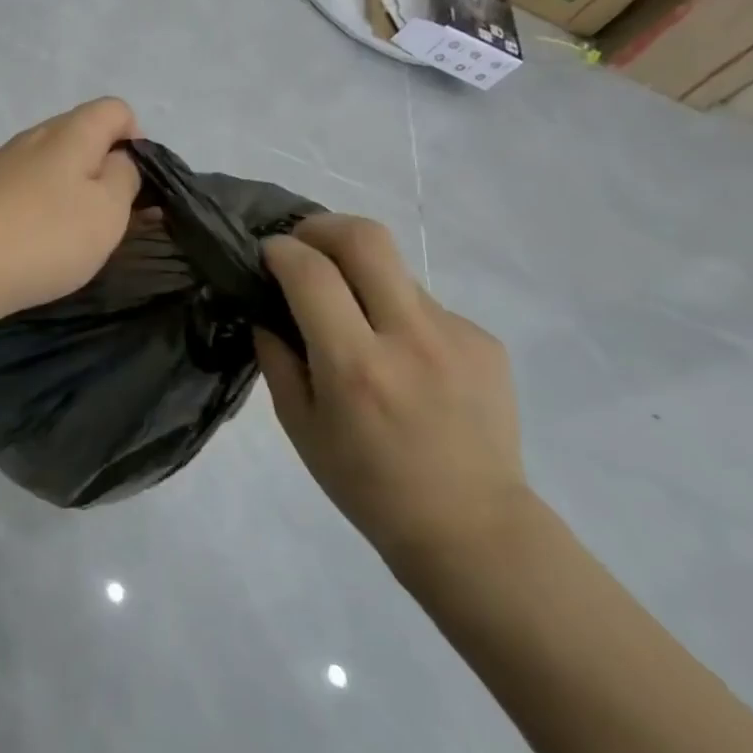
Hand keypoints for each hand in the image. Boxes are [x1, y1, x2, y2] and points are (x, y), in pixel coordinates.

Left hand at [0, 97, 141, 328]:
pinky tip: (38, 248)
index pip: (116, 110)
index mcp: (70, 132)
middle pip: (84, 138)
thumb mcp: (107, 211)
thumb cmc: (40, 237)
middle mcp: (34, 138)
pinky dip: (42, 213)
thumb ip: (124, 178)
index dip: (137, 141)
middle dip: (106, 174)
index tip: (137, 188)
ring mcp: (3, 165)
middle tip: (112, 222)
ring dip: (73, 197)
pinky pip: (27, 192)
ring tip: (76, 242)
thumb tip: (118, 161)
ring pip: (54, 169)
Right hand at [252, 214, 527, 567]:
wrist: (471, 527)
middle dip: (322, 226)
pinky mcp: (485, 342)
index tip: (267, 254)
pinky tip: (401, 360)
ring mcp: (456, 335)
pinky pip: (426, 307)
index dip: (281, 251)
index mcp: (355, 365)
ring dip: (361, 277)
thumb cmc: (367, 485)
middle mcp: (409, 337)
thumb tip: (267, 312)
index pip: (311, 273)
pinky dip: (398, 315)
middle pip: (366, 238)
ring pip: (396, 271)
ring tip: (354, 319)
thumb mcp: (300, 428)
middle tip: (303, 243)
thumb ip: (277, 360)